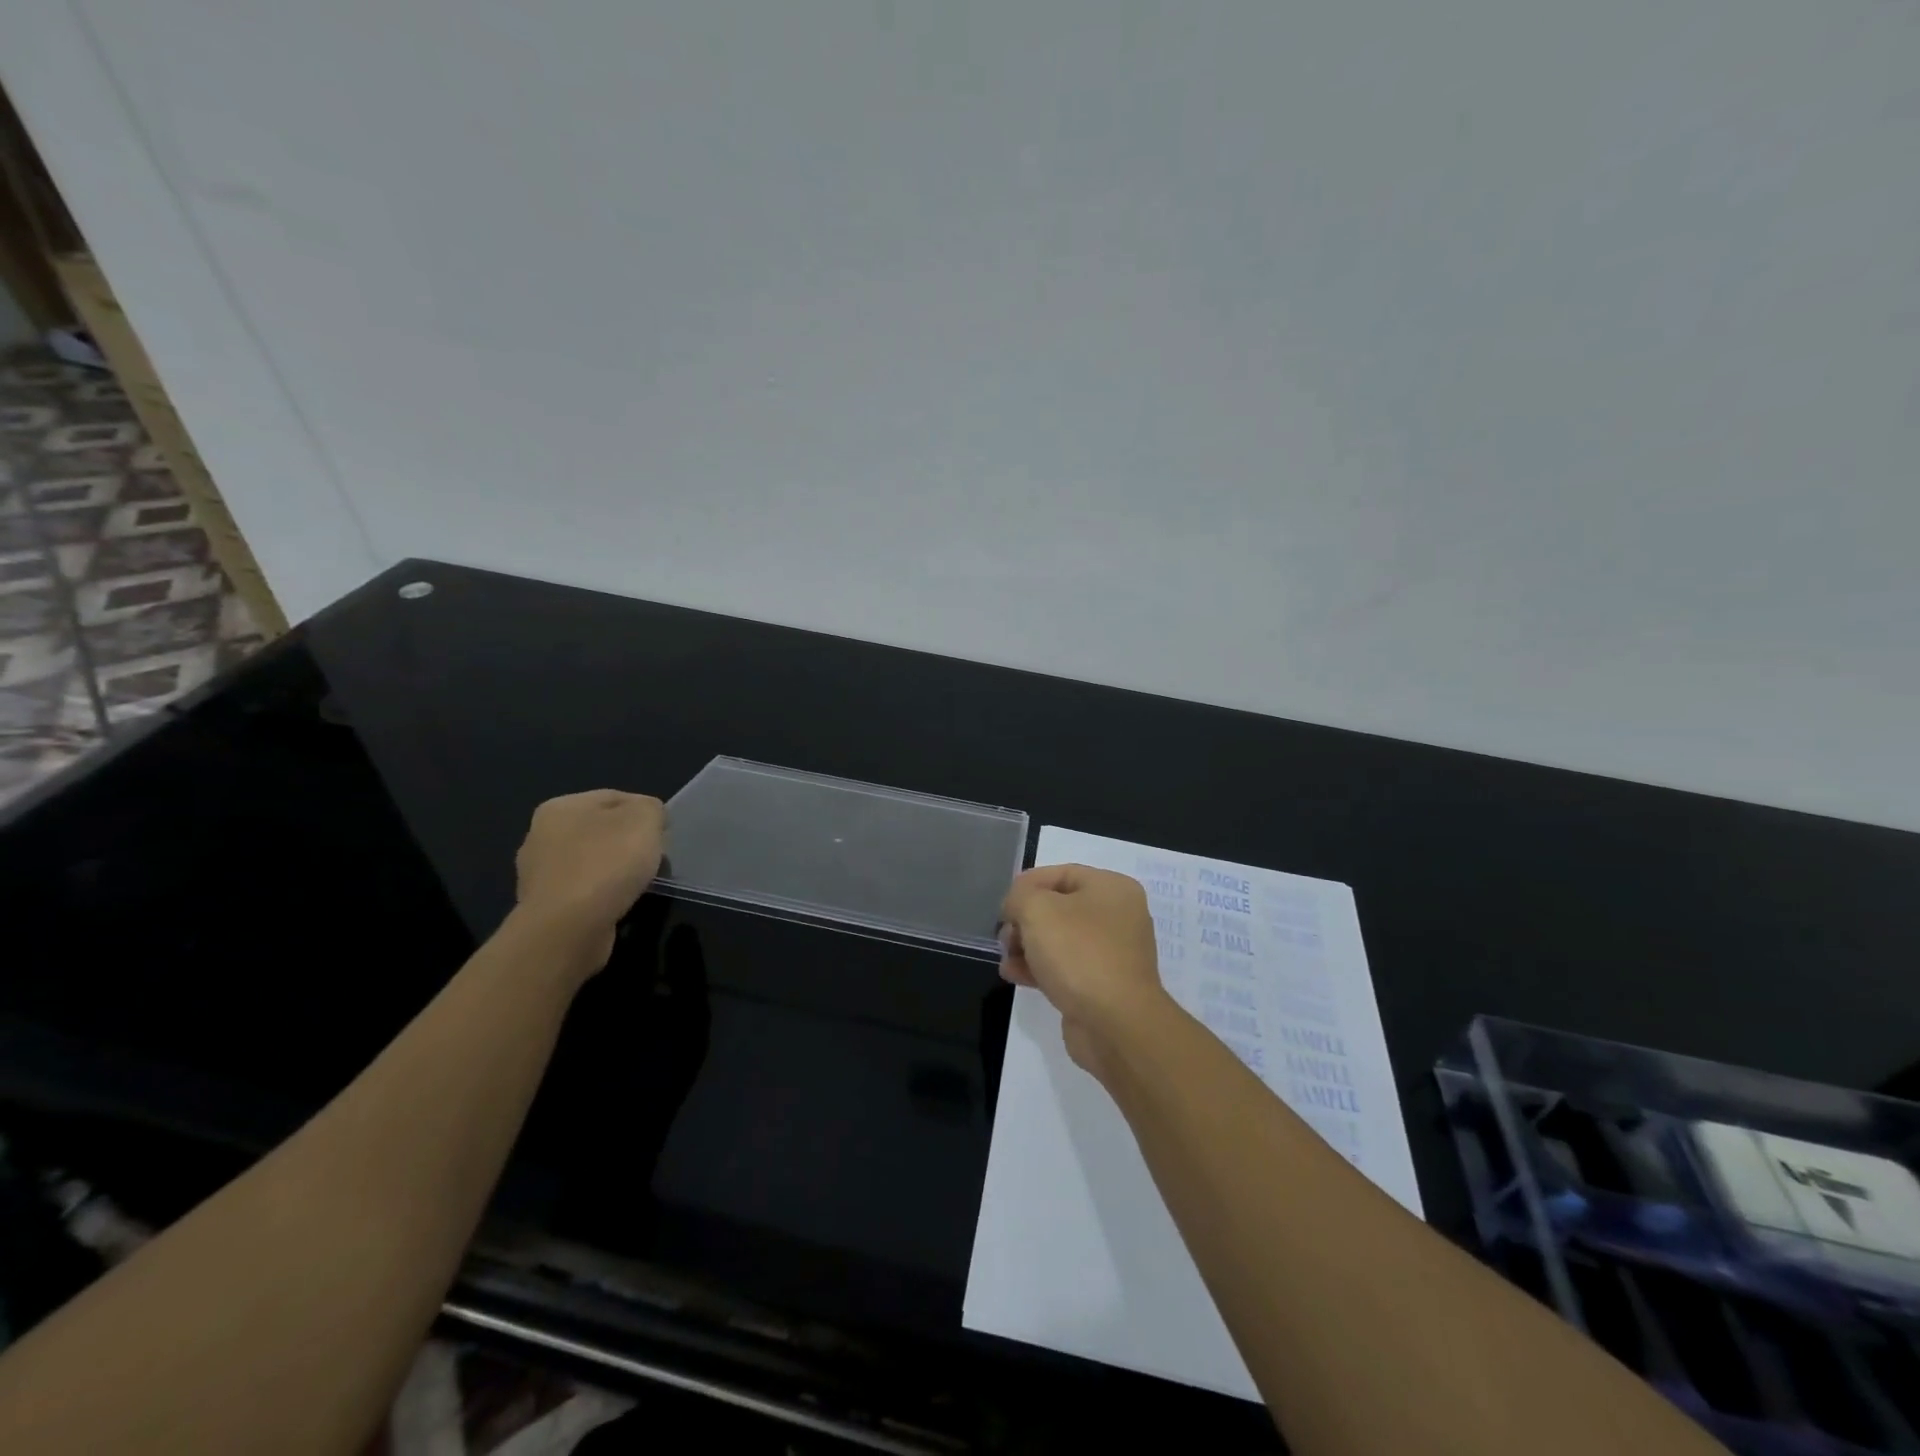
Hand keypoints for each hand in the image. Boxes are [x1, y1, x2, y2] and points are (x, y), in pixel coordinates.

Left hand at [514, 790, 667, 973]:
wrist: (569, 928)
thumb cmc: (607, 863)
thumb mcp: (644, 819)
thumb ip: (651, 809)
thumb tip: (648, 818)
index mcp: (559, 807)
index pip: (615, 797)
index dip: (646, 812)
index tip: (664, 834)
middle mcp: (540, 836)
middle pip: (601, 830)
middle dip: (629, 842)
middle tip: (654, 858)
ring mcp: (538, 875)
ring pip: (592, 862)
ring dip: (615, 870)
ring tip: (638, 884)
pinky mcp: (544, 907)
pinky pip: (583, 891)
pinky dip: (602, 894)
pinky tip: (618, 903)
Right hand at [1000, 864, 1175, 1082]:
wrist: (1115, 1024)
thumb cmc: (1078, 953)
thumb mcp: (1037, 909)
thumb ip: (1019, 896)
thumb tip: (1016, 906)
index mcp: (1112, 888)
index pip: (1062, 873)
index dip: (1028, 884)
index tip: (1004, 904)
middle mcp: (1117, 917)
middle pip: (1059, 908)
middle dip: (1025, 920)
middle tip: (1005, 936)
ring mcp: (1112, 954)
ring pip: (1059, 940)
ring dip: (1027, 946)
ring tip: (1006, 958)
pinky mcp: (1102, 985)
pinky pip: (1065, 967)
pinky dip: (1039, 968)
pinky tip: (1014, 975)